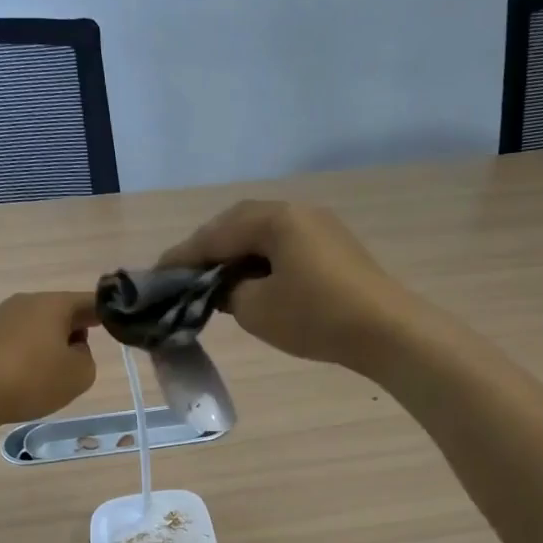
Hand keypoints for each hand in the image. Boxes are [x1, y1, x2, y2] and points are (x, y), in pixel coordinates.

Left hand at [0, 291, 97, 426]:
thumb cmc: (31, 378)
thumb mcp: (79, 375)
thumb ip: (88, 359)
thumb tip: (73, 351)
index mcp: (54, 303)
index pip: (90, 302)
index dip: (106, 314)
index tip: (115, 326)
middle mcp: (26, 302)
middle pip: (61, 312)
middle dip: (76, 332)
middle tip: (83, 359)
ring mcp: (1, 316)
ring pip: (38, 326)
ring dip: (51, 344)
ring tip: (53, 374)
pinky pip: (18, 340)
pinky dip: (29, 354)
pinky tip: (27, 377)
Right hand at [157, 201, 410, 368]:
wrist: (387, 331)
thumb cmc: (316, 317)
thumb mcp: (256, 310)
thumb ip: (227, 292)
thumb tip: (225, 285)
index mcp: (274, 219)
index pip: (214, 235)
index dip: (182, 257)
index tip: (156, 275)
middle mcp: (296, 211)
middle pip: (238, 224)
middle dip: (208, 249)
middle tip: (184, 276)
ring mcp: (319, 226)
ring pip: (262, 234)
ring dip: (235, 254)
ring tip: (214, 281)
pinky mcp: (334, 247)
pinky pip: (284, 245)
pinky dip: (261, 261)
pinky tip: (253, 283)